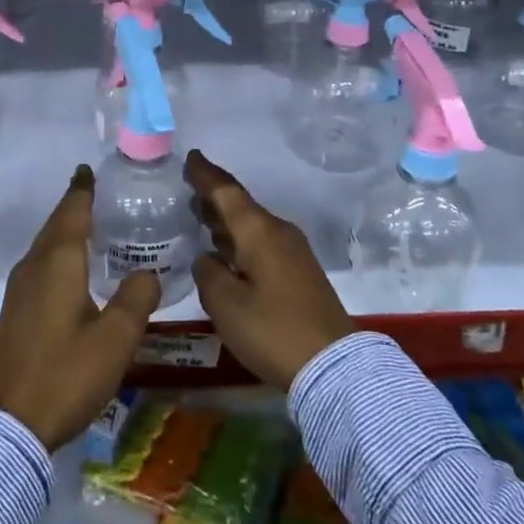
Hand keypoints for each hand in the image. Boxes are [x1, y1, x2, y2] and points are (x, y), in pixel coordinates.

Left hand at [0, 164, 161, 449]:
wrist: (9, 425)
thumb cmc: (66, 374)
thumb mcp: (115, 340)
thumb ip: (136, 299)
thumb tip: (148, 272)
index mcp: (58, 263)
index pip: (72, 212)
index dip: (82, 190)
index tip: (87, 169)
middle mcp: (34, 266)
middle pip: (55, 225)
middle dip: (73, 205)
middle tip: (93, 190)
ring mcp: (19, 289)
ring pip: (44, 245)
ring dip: (63, 229)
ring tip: (87, 224)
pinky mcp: (15, 310)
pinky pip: (39, 264)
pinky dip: (56, 252)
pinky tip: (69, 268)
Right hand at [186, 149, 354, 389]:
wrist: (334, 367)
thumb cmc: (273, 330)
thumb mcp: (226, 304)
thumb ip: (208, 274)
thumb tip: (209, 258)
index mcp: (258, 231)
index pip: (226, 192)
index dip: (205, 175)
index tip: (191, 156)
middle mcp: (278, 232)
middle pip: (241, 206)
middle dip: (214, 197)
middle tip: (189, 190)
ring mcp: (293, 252)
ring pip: (253, 226)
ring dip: (227, 221)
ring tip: (202, 217)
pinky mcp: (300, 273)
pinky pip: (263, 243)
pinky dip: (241, 240)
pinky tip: (228, 253)